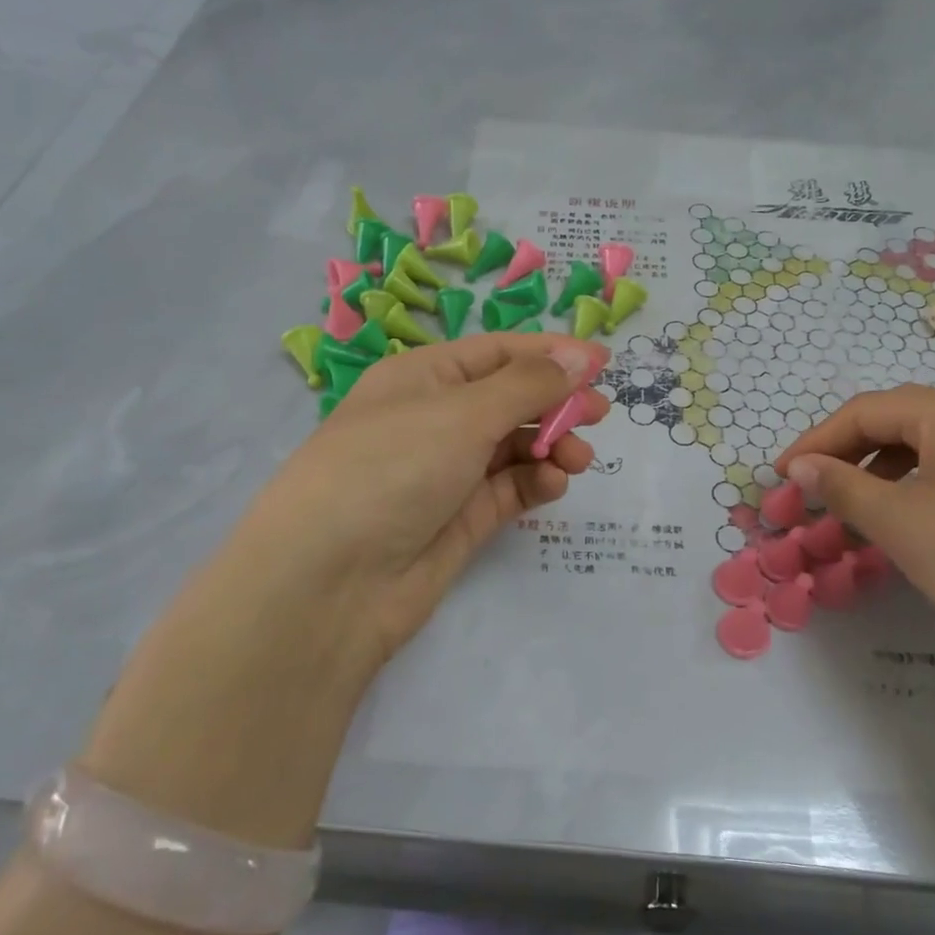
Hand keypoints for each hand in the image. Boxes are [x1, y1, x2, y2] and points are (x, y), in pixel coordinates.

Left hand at [232, 334, 610, 678]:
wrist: (330, 582)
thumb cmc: (390, 468)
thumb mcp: (462, 413)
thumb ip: (529, 385)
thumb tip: (581, 358)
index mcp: (424, 377)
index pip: (497, 352)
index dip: (551, 354)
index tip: (604, 364)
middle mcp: (436, 419)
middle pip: (511, 399)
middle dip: (556, 403)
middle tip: (600, 414)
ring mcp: (448, 472)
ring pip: (515, 446)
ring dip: (551, 446)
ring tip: (577, 459)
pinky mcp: (462, 519)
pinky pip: (510, 488)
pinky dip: (535, 482)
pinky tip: (553, 484)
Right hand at [775, 385, 934, 659]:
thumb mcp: (898, 521)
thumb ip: (841, 486)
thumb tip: (801, 467)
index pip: (866, 411)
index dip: (816, 441)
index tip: (782, 476)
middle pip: (901, 422)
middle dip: (849, 455)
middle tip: (814, 491)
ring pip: (933, 447)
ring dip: (884, 472)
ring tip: (857, 510)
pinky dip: (923, 486)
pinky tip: (912, 520)